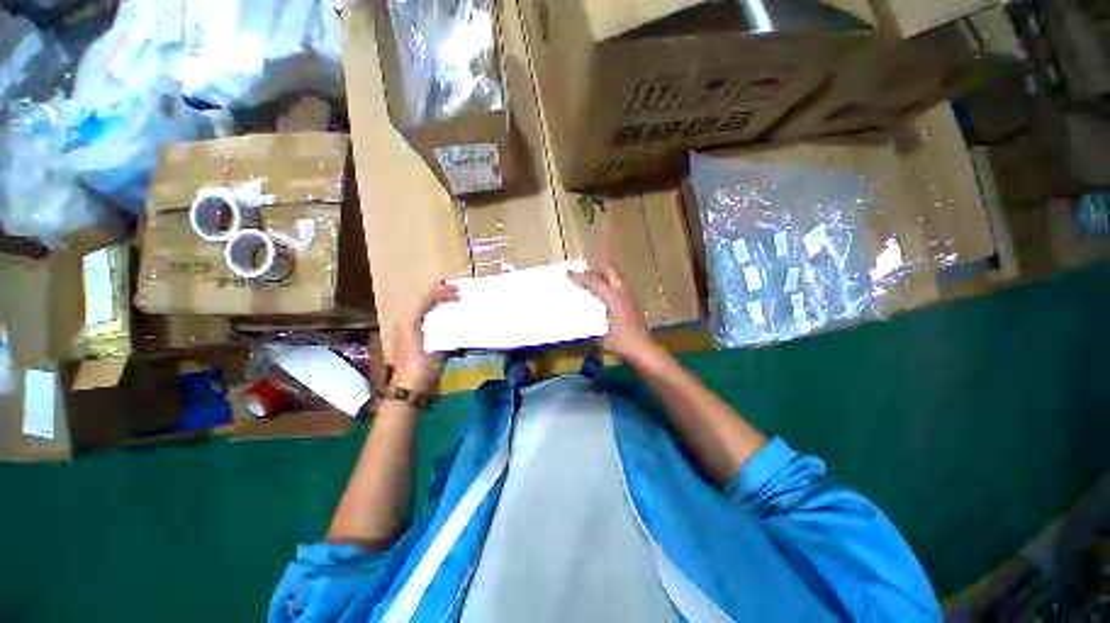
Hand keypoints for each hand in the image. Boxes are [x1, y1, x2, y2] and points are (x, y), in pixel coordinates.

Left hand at [390, 283, 458, 394]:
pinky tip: (447, 317)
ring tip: (454, 301)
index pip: (427, 296)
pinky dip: (436, 313)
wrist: (409, 389)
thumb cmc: (422, 366)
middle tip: (458, 292)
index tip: (459, 294)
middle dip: (440, 293)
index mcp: (409, 319)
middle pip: (423, 298)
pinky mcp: (411, 337)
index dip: (443, 291)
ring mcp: (407, 329)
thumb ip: (445, 327)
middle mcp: (406, 320)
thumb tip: (457, 315)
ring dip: (438, 302)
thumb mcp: (436, 345)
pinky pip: (424, 317)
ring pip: (423, 307)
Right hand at [569, 265, 658, 362]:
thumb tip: (577, 308)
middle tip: (583, 279)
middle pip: (609, 269)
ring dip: (603, 277)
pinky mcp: (632, 301)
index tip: (568, 273)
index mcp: (613, 297)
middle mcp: (622, 292)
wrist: (642, 349)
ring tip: (591, 287)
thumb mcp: (599, 331)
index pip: (594, 281)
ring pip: (615, 276)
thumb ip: (588, 317)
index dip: (579, 276)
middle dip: (595, 271)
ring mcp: (629, 295)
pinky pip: (619, 285)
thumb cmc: (620, 342)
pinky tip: (602, 298)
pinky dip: (609, 286)